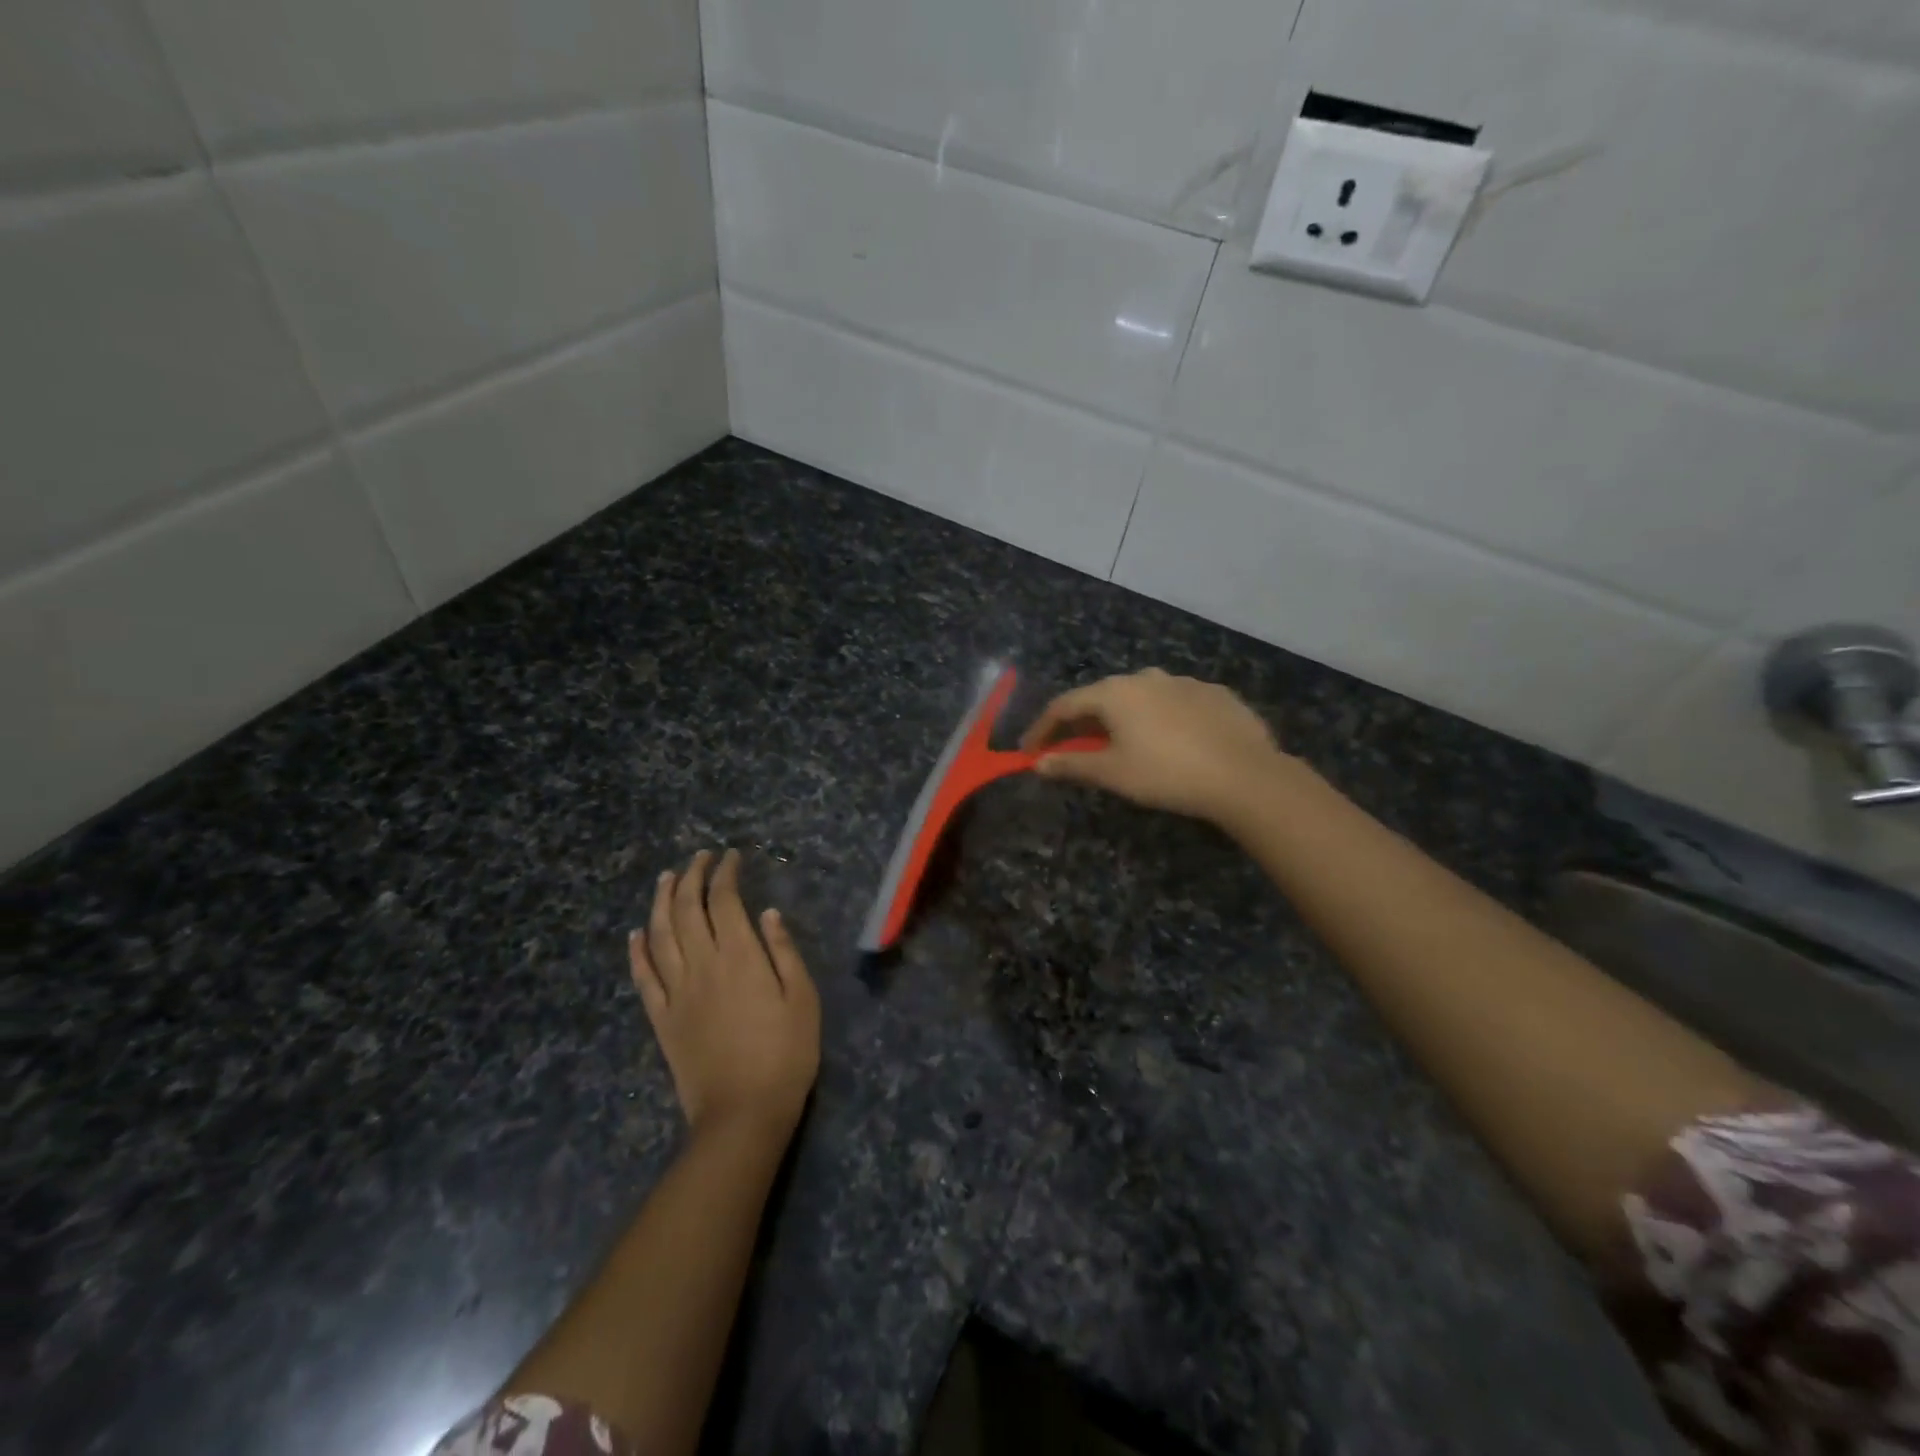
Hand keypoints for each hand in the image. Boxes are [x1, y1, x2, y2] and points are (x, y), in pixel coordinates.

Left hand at [630, 849, 820, 1138]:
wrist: (742, 1114)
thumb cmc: (785, 1055)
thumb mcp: (802, 998)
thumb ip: (784, 952)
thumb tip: (767, 913)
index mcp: (740, 957)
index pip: (724, 901)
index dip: (725, 873)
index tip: (730, 857)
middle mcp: (702, 965)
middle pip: (686, 909)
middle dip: (691, 877)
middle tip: (699, 858)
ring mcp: (676, 992)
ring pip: (659, 935)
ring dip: (660, 902)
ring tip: (665, 879)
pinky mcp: (662, 1019)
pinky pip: (643, 977)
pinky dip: (637, 951)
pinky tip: (636, 934)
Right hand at [1020, 668, 1289, 825]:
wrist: (1244, 775)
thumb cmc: (1166, 773)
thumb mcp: (1113, 773)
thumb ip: (1071, 764)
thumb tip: (1038, 762)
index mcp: (1114, 693)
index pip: (1064, 705)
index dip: (1042, 729)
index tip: (1029, 751)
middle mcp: (1145, 677)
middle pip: (1101, 697)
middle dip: (1082, 723)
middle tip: (1074, 748)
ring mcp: (1183, 681)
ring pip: (1140, 697)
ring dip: (1123, 718)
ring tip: (1124, 744)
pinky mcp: (1215, 693)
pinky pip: (1174, 703)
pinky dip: (1160, 719)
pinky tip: (1171, 742)